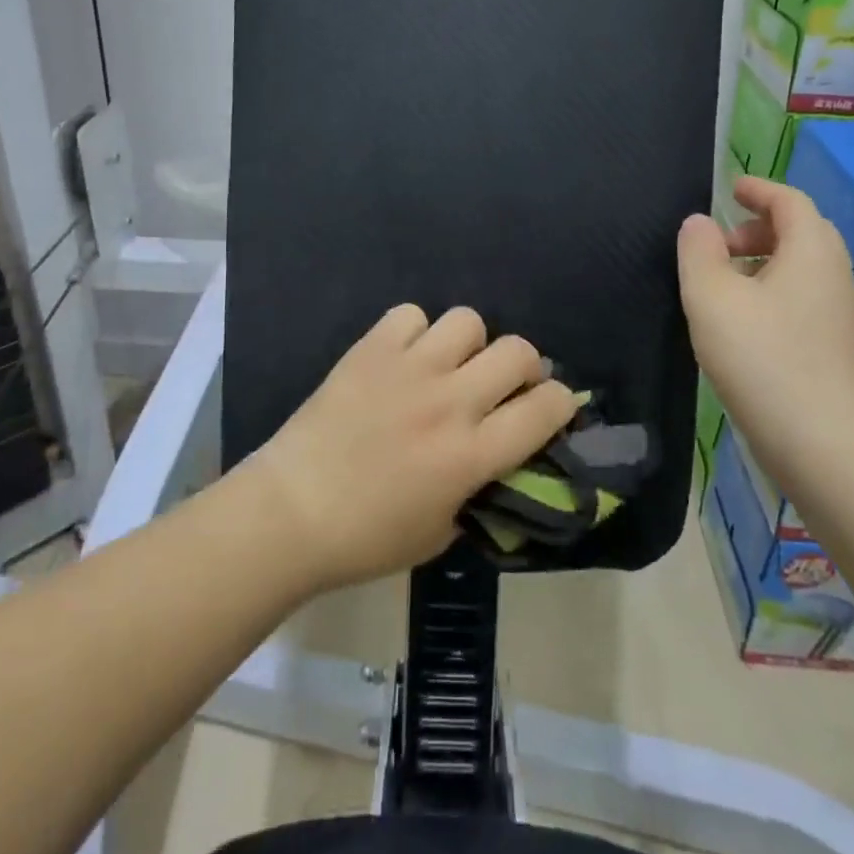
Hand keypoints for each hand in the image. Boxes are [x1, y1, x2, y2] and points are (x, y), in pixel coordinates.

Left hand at [241, 304, 580, 593]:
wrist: (292, 510)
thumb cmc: (367, 537)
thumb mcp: (440, 533)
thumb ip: (479, 492)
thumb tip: (499, 461)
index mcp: (471, 454)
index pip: (545, 409)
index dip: (560, 403)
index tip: (551, 408)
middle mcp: (449, 401)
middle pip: (517, 351)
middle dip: (525, 366)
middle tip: (504, 385)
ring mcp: (409, 368)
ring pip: (468, 321)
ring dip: (469, 344)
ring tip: (450, 364)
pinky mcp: (372, 348)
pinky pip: (411, 315)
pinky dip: (414, 332)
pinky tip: (403, 357)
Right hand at [677, 175, 853, 483]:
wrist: (819, 440)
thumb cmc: (760, 355)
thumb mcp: (711, 295)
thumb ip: (698, 251)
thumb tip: (699, 224)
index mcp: (810, 251)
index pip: (790, 201)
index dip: (759, 190)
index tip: (731, 189)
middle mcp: (832, 275)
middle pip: (800, 232)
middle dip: (758, 227)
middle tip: (719, 242)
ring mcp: (837, 313)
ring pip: (800, 267)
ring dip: (762, 261)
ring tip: (721, 282)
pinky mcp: (832, 346)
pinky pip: (801, 297)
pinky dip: (771, 290)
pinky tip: (741, 319)